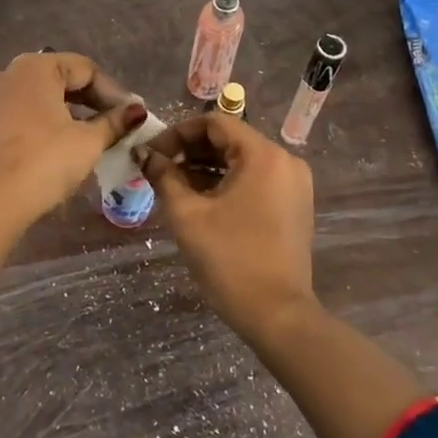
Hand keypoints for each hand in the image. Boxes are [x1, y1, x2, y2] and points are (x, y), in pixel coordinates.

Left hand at [0, 52, 145, 235]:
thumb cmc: (41, 163)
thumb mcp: (87, 143)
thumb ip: (113, 123)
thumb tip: (136, 111)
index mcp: (35, 68)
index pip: (85, 68)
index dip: (113, 92)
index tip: (130, 117)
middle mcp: (7, 76)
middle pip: (58, 80)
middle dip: (89, 102)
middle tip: (113, 127)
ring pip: (36, 101)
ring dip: (64, 116)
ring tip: (86, 141)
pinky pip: (16, 119)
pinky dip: (39, 129)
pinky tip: (51, 154)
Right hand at [139, 113, 315, 340]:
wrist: (277, 315)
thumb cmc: (229, 260)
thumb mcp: (187, 215)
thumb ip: (164, 176)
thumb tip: (144, 155)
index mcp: (263, 155)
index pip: (214, 123)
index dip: (177, 132)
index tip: (151, 153)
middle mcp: (284, 161)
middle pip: (229, 140)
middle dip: (189, 150)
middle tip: (157, 169)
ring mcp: (293, 184)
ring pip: (241, 161)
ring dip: (205, 168)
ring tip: (172, 185)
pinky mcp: (294, 205)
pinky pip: (255, 180)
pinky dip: (226, 183)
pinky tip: (200, 200)